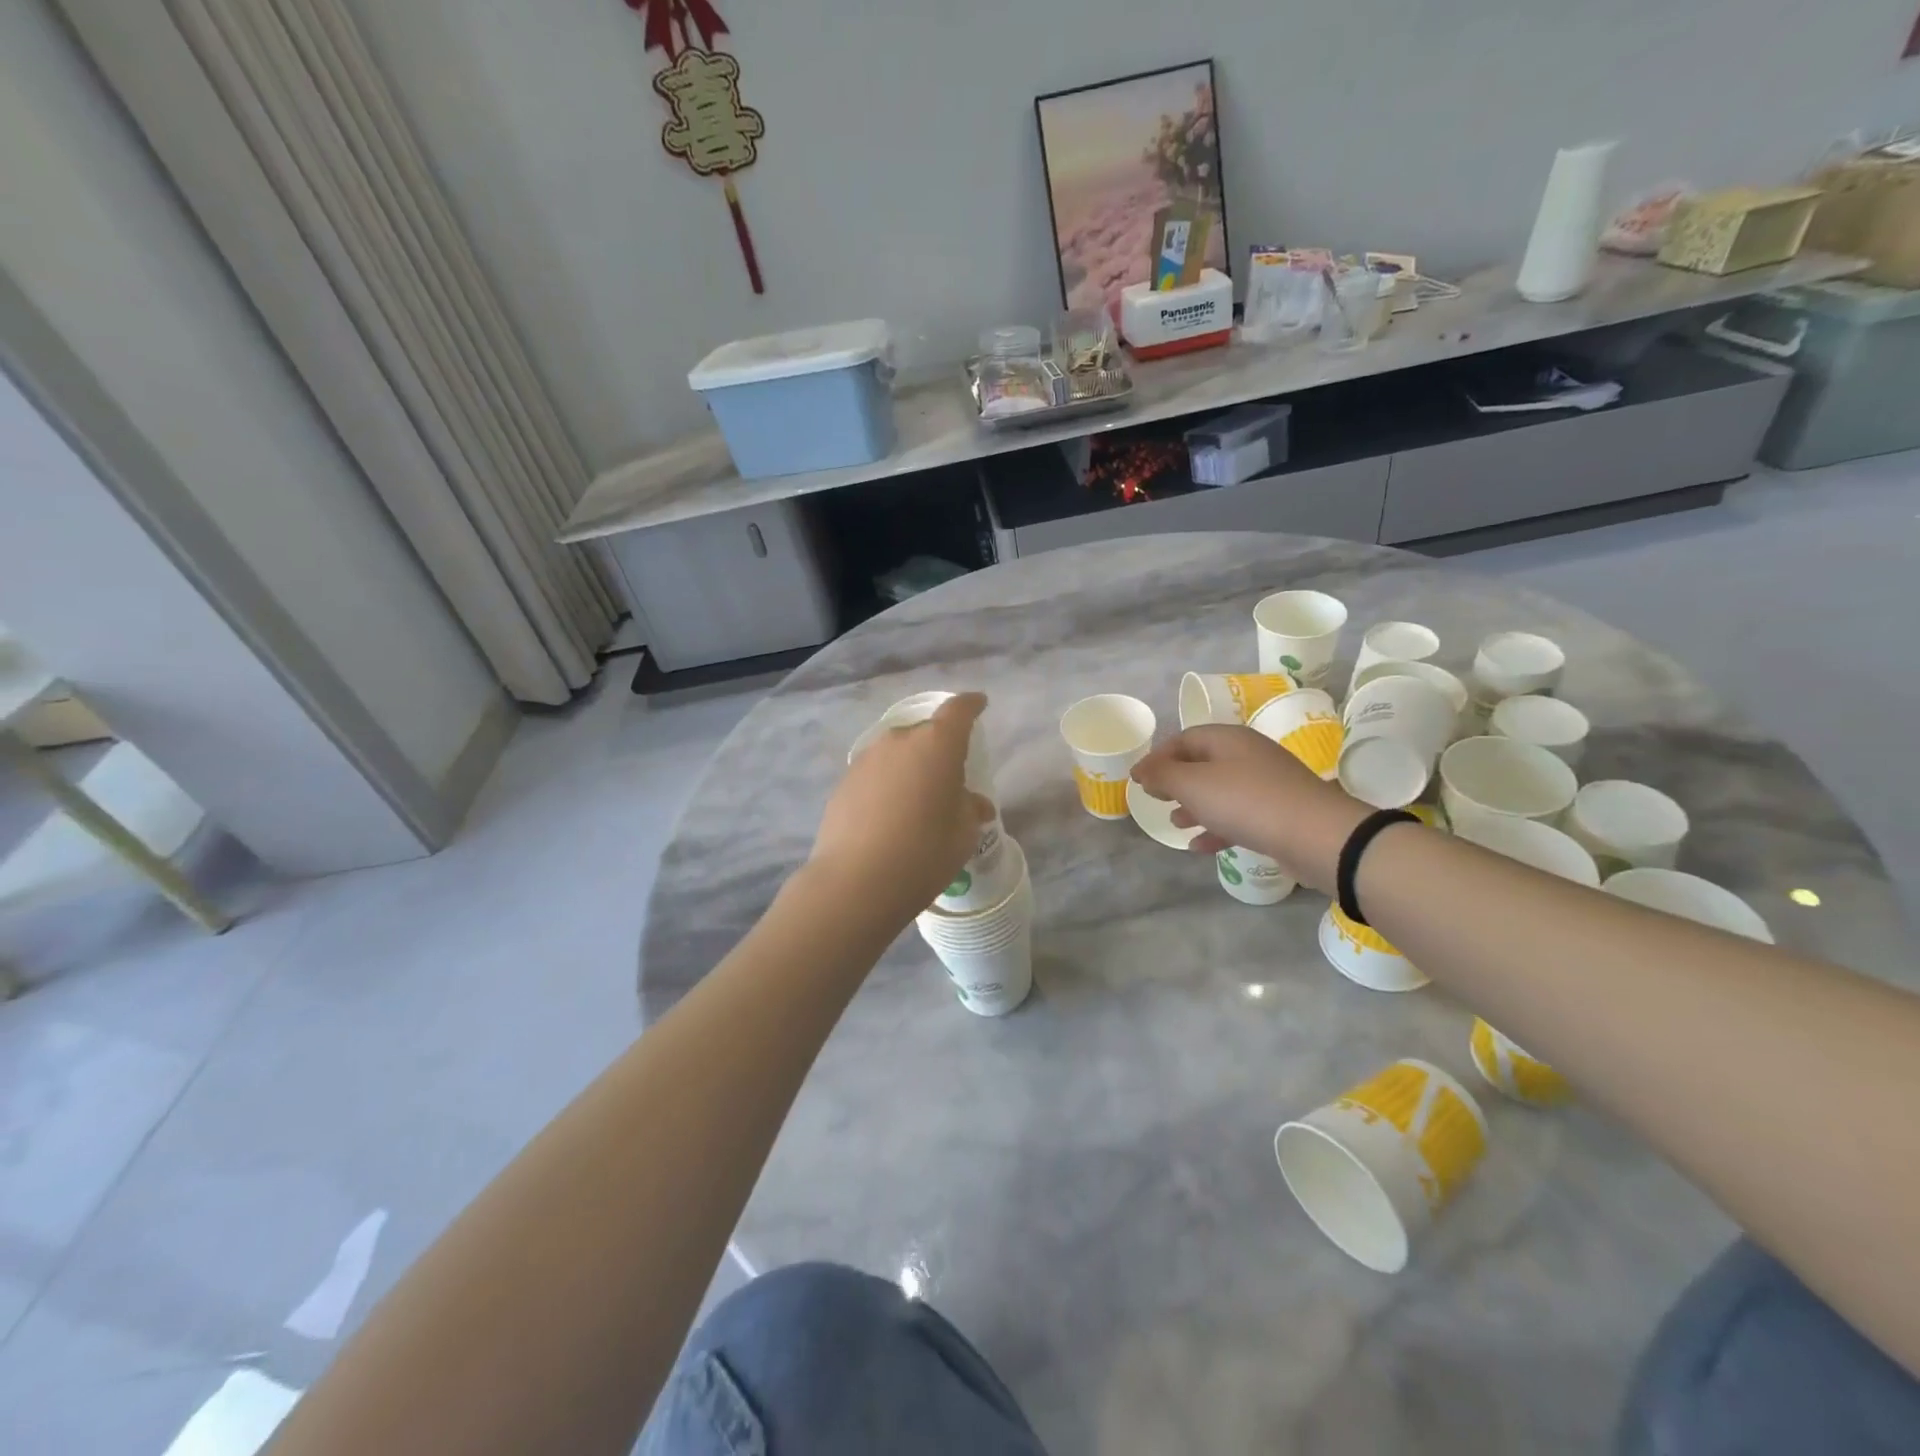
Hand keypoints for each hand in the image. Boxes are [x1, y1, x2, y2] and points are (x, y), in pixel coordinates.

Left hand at [808, 693, 994, 926]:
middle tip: (948, 776)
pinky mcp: (843, 783)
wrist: (856, 882)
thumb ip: (971, 809)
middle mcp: (898, 741)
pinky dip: (887, 785)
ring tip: (917, 801)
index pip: (958, 710)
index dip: (971, 706)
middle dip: (938, 747)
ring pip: (896, 753)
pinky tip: (889, 816)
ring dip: (910, 767)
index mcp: (937, 744)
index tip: (979, 705)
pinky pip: (875, 774)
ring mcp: (866, 760)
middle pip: (924, 732)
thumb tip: (975, 804)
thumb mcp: (963, 833)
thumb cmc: (924, 852)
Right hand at [1130, 725, 1368, 892]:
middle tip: (1156, 798)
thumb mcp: (1193, 785)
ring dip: (1195, 806)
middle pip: (1203, 763)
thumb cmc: (1246, 802)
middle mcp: (1248, 756)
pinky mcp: (1278, 814)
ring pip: (1220, 791)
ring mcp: (1266, 785)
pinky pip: (1239, 816)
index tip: (1138, 779)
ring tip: (1176, 822)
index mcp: (1228, 740)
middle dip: (1176, 781)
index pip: (1184, 738)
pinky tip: (1200, 846)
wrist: (1316, 835)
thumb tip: (1142, 770)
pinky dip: (1217, 827)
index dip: (1158, 757)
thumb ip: (1163, 775)